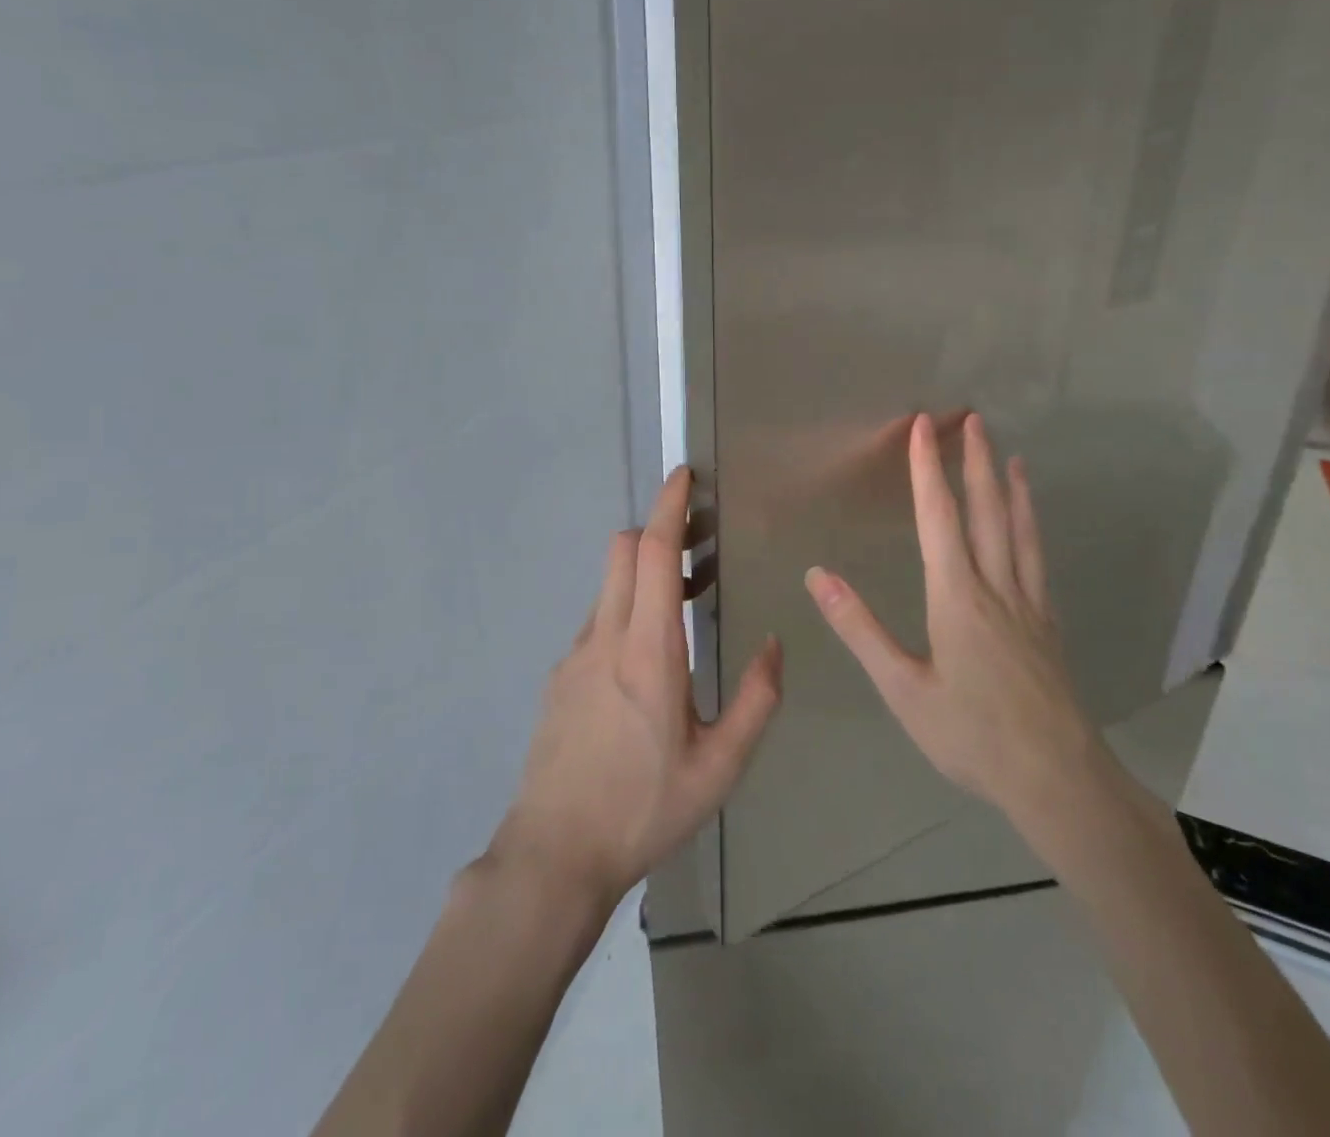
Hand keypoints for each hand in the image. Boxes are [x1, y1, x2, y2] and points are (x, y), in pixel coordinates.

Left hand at [491, 468, 782, 908]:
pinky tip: (645, 660)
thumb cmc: (644, 809)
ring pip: (607, 585)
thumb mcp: (720, 767)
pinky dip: (624, 610)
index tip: (682, 476)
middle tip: (695, 543)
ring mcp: (575, 655)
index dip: (667, 508)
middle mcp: (605, 638)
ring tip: (681, 603)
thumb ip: (756, 701)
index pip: (651, 554)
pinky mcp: (560, 677)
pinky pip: (596, 621)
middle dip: (654, 529)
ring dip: (641, 573)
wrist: (554, 854)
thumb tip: (775, 645)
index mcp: (648, 651)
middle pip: (621, 552)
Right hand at [805, 412, 1095, 824]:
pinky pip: (1037, 560)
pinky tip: (1031, 528)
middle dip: (975, 462)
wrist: (1058, 779)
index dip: (927, 470)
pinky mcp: (1048, 625)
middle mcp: (996, 588)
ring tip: (1011, 456)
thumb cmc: (971, 735)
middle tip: (974, 419)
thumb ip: (859, 628)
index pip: (939, 518)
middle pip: (986, 512)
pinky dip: (1032, 529)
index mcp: (956, 597)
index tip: (923, 426)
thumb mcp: (902, 688)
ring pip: (1020, 532)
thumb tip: (816, 575)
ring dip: (1012, 489)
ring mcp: (1029, 605)